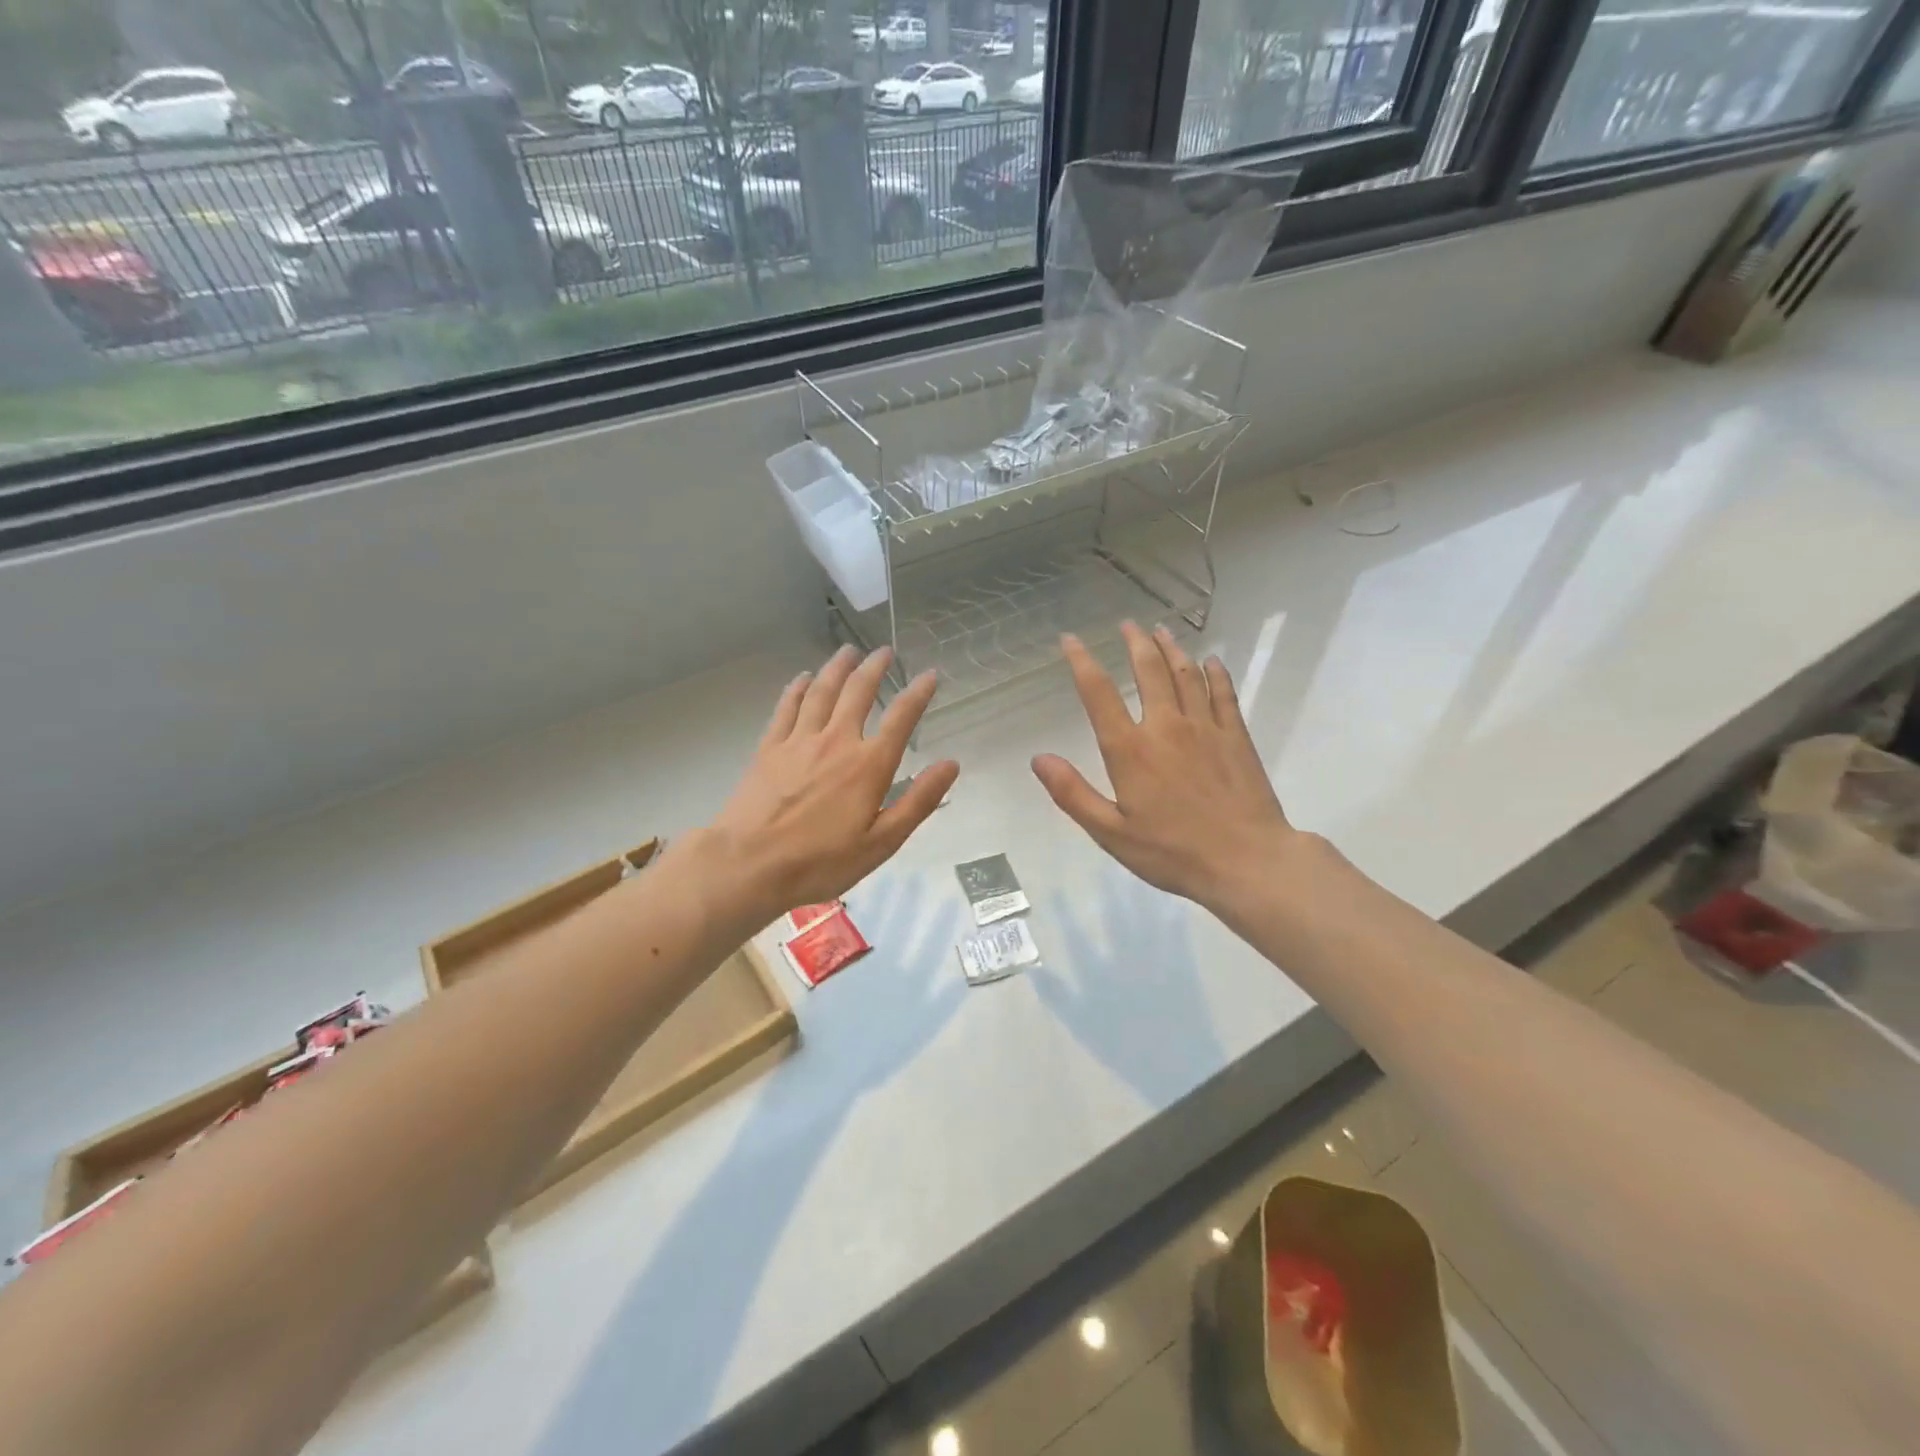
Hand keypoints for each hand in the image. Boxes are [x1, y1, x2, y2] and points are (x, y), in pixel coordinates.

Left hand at [706, 646, 957, 923]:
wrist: (749, 864)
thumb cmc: (821, 861)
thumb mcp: (881, 843)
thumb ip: (918, 801)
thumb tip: (950, 764)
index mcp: (868, 765)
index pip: (901, 718)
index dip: (918, 693)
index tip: (930, 675)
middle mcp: (836, 741)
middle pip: (858, 692)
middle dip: (875, 668)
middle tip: (885, 651)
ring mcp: (799, 741)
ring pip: (821, 691)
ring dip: (838, 667)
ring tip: (848, 650)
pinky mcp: (769, 747)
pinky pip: (786, 707)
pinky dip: (797, 688)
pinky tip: (802, 677)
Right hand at [1032, 623, 1297, 914]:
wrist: (1247, 862)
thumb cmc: (1172, 852)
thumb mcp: (1111, 833)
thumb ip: (1073, 793)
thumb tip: (1038, 758)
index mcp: (1130, 749)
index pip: (1099, 693)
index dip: (1082, 662)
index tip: (1071, 640)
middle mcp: (1166, 726)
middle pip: (1149, 670)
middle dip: (1135, 643)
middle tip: (1127, 624)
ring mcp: (1206, 728)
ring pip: (1186, 674)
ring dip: (1172, 649)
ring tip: (1161, 631)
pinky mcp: (1237, 737)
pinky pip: (1224, 694)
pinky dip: (1215, 673)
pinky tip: (1211, 662)